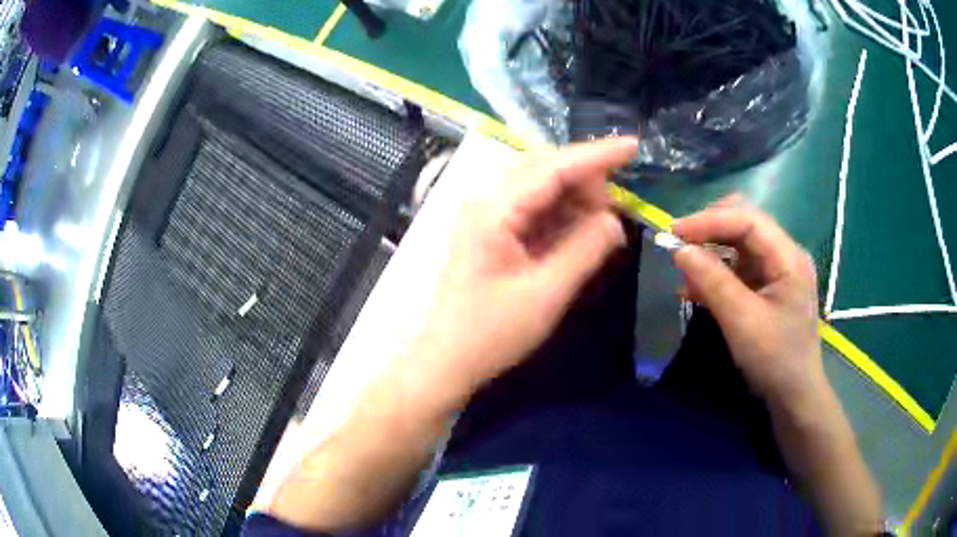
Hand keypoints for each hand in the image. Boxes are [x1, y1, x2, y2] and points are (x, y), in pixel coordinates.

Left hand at [408, 137, 637, 400]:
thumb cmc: (490, 334)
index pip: (552, 167)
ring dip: (576, 200)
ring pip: (541, 190)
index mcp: (494, 211)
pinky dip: (562, 217)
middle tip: (617, 209)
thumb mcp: (545, 294)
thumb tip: (614, 220)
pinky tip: (581, 232)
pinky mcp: (494, 235)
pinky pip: (535, 212)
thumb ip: (584, 251)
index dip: (596, 155)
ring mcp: (488, 218)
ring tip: (602, 224)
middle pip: (545, 171)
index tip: (633, 147)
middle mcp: (488, 203)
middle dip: (586, 181)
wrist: (446, 362)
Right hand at [672, 201, 825, 410]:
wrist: (794, 395)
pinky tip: (697, 289)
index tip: (675, 232)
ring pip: (739, 244)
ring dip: (710, 251)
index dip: (710, 220)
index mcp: (788, 257)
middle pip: (745, 223)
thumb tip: (679, 250)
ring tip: (685, 272)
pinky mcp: (768, 286)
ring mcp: (777, 270)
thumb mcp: (742, 322)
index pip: (748, 220)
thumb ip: (713, 282)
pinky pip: (738, 267)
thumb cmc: (775, 360)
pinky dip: (716, 272)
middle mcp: (784, 255)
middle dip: (710, 229)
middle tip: (680, 245)